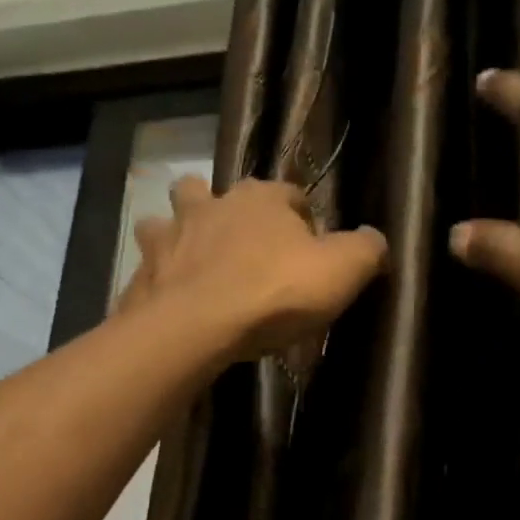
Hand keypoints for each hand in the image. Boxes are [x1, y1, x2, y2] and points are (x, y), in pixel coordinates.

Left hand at [121, 176, 388, 363]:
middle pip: (218, 193)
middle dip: (228, 211)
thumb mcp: (341, 271)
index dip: (303, 221)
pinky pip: (151, 263)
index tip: (309, 253)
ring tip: (193, 260)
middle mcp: (211, 204)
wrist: (196, 326)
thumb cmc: (274, 293)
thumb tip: (376, 239)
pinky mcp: (144, 269)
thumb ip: (366, 250)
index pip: (290, 195)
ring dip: (181, 232)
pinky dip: (160, 274)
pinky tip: (170, 295)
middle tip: (243, 248)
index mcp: (262, 198)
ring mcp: (171, 234)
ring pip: (170, 217)